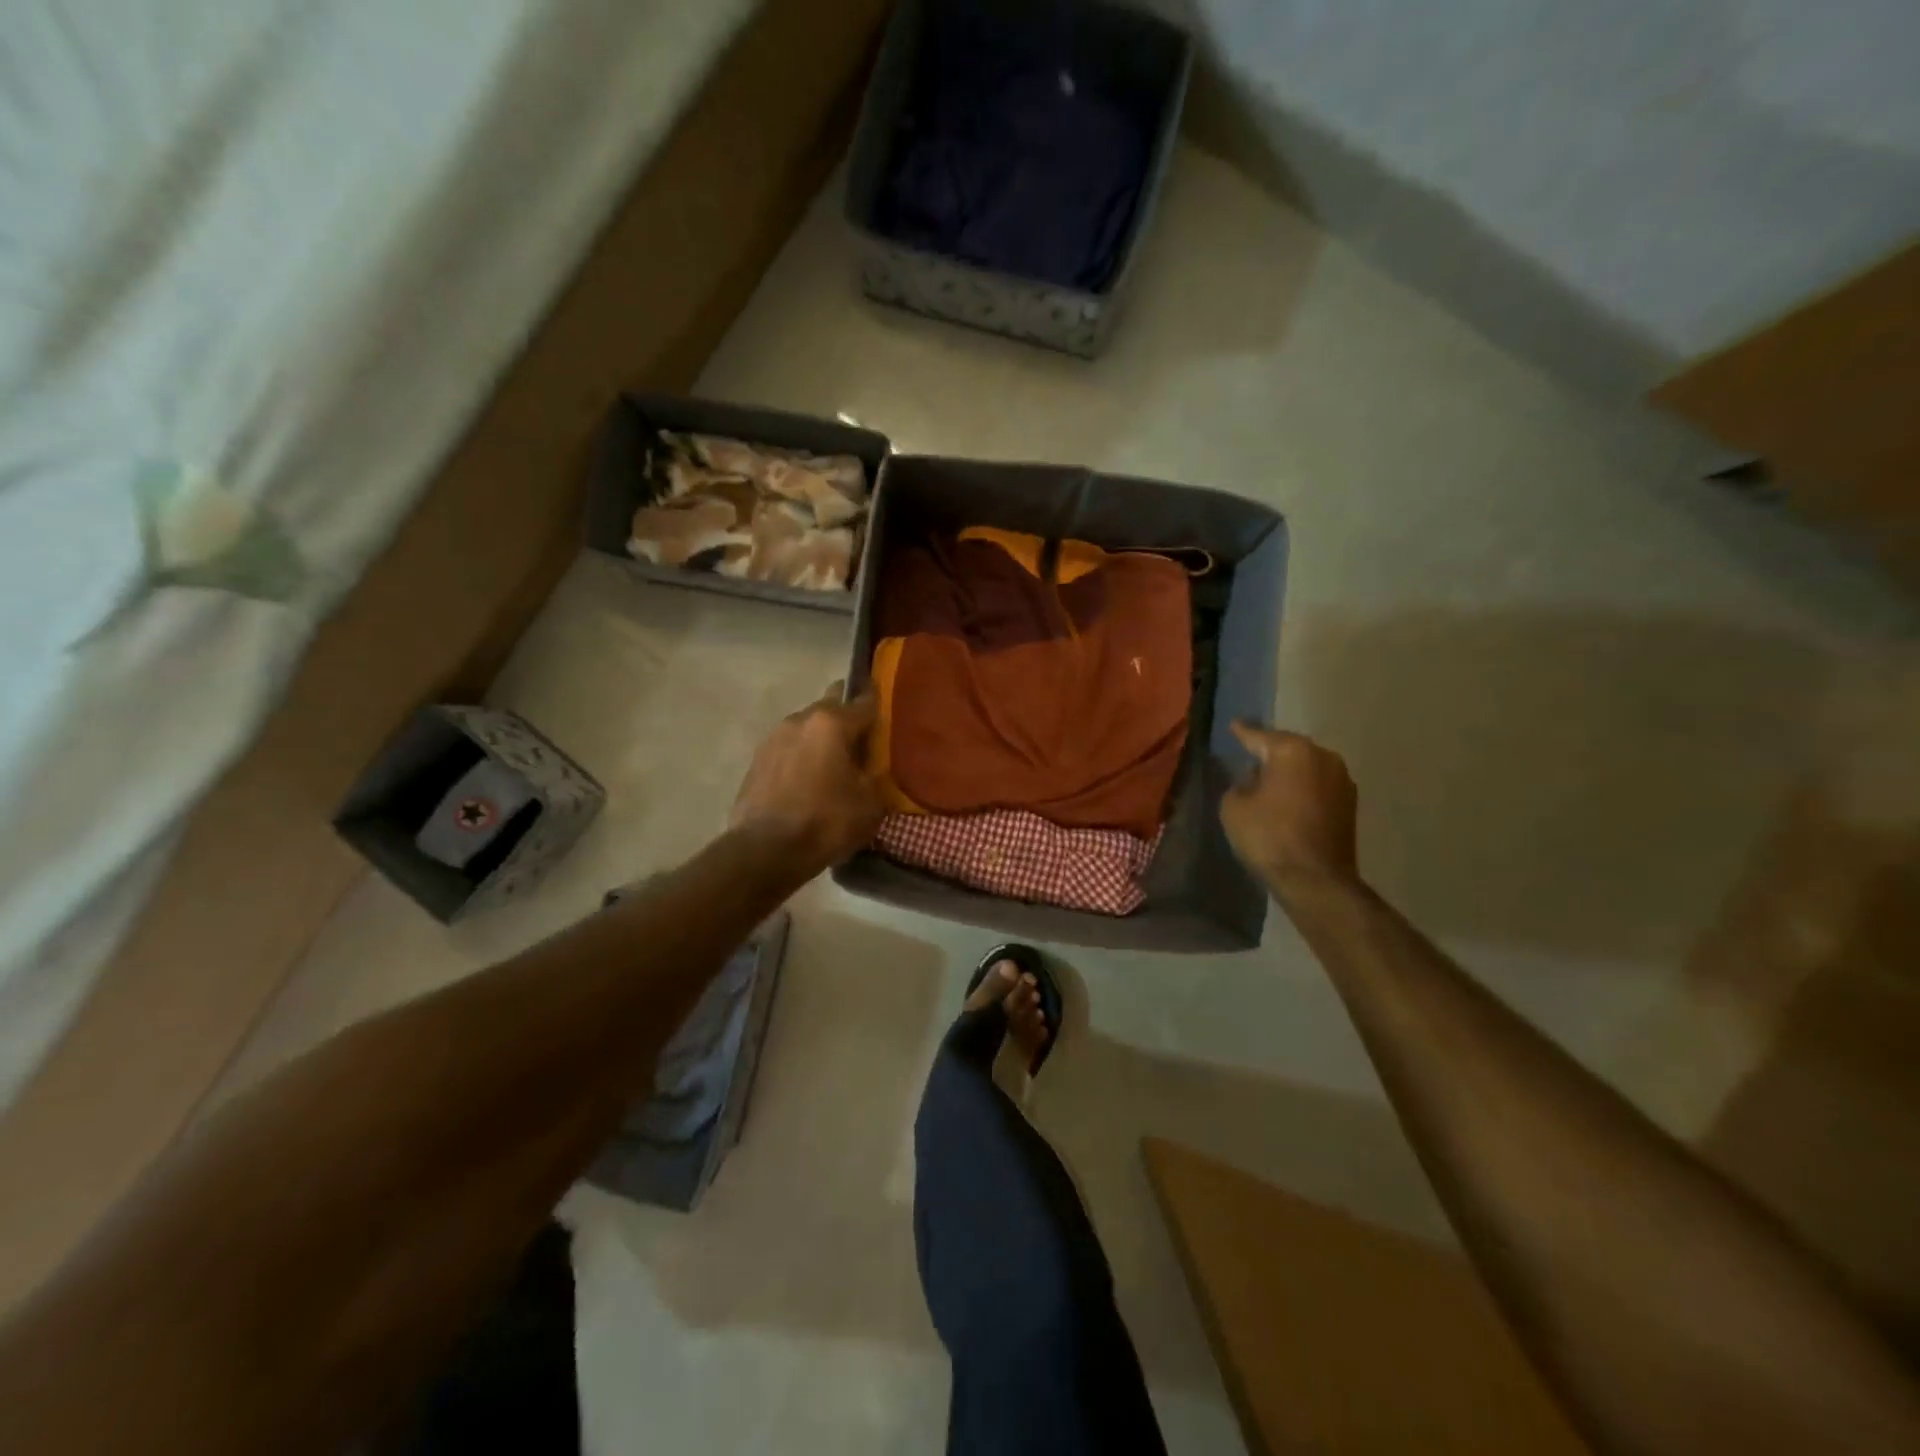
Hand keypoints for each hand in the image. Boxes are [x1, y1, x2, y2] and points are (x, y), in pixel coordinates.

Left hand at [730, 682, 884, 873]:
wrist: (764, 852)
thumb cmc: (825, 822)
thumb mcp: (870, 803)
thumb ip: (876, 774)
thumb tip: (871, 767)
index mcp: (831, 723)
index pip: (865, 701)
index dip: (880, 705)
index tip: (890, 714)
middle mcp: (800, 720)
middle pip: (831, 706)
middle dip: (847, 718)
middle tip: (862, 744)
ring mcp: (773, 738)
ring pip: (807, 727)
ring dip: (821, 739)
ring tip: (834, 766)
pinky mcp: (756, 760)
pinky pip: (789, 749)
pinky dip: (802, 757)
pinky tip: (809, 781)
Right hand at [1220, 722, 1360, 897]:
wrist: (1315, 879)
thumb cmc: (1268, 836)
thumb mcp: (1234, 806)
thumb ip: (1240, 784)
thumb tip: (1253, 780)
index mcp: (1292, 750)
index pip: (1259, 736)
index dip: (1243, 732)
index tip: (1234, 725)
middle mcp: (1323, 756)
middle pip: (1288, 748)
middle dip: (1270, 752)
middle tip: (1249, 755)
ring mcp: (1342, 780)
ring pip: (1306, 767)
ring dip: (1289, 772)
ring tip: (1268, 780)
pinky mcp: (1350, 804)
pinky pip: (1317, 785)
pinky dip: (1302, 789)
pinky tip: (1287, 799)